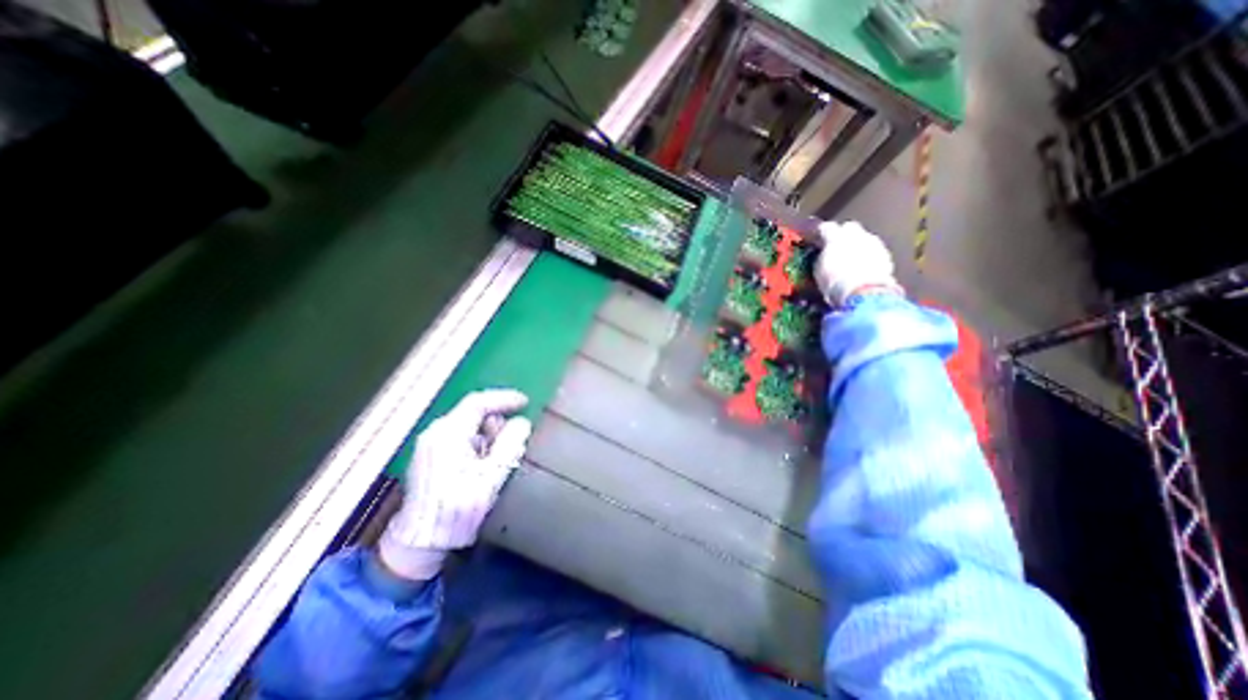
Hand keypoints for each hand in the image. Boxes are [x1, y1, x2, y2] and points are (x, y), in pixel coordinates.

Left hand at [380, 389, 535, 577]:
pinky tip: (483, 466)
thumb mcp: (492, 475)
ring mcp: (430, 445)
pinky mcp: (430, 458)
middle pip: (473, 414)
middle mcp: (435, 434)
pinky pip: (460, 439)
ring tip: (498, 460)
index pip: (478, 403)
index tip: (524, 402)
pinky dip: (477, 445)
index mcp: (448, 434)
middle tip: (513, 441)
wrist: (421, 542)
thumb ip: (510, 444)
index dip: (503, 399)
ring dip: (488, 436)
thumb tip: (522, 423)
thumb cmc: (458, 507)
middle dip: (497, 423)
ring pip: (468, 427)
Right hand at [815, 218, 902, 301]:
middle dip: (843, 234)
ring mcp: (874, 243)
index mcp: (836, 237)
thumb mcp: (819, 270)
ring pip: (863, 238)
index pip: (826, 228)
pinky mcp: (886, 255)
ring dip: (857, 245)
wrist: (864, 293)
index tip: (816, 239)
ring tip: (850, 259)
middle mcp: (857, 235)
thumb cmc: (835, 282)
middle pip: (849, 227)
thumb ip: (821, 257)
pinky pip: (874, 250)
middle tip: (836, 246)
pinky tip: (863, 268)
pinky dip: (868, 256)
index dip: (821, 233)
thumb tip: (822, 254)